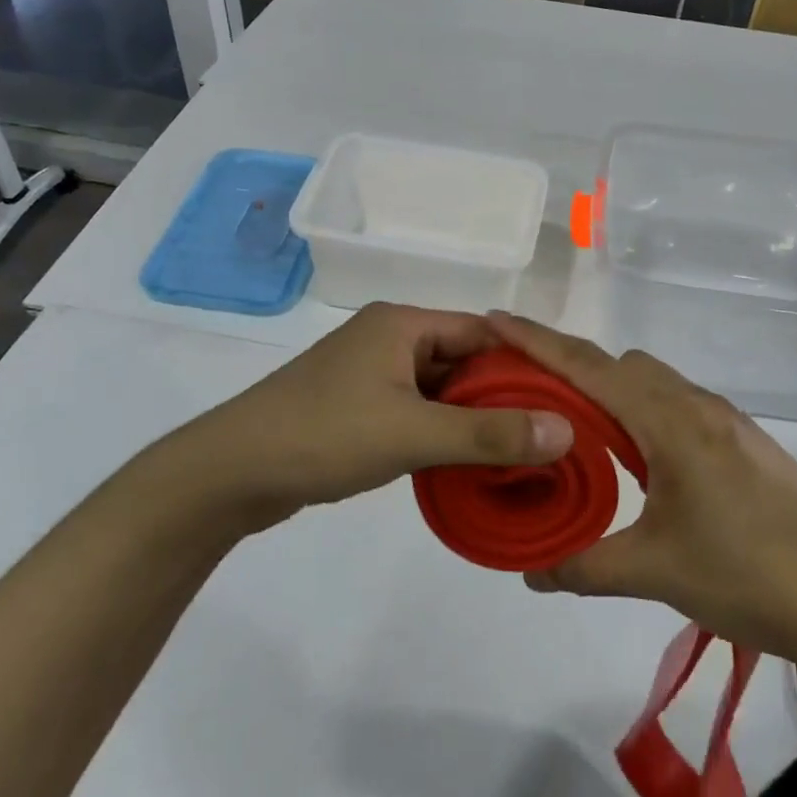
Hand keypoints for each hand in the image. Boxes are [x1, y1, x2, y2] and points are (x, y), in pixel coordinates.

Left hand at [191, 305, 573, 531]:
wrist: (230, 472)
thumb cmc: (324, 435)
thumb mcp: (412, 433)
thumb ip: (489, 434)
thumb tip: (566, 431)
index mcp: (402, 323)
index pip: (482, 332)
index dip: (525, 363)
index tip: (564, 399)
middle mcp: (388, 339)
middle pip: (462, 360)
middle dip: (502, 396)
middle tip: (548, 434)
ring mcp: (369, 374)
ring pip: (439, 390)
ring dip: (471, 418)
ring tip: (518, 453)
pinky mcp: (356, 407)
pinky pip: (415, 411)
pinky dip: (441, 432)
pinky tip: (466, 464)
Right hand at [489, 314, 796, 661]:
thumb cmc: (749, 575)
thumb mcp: (656, 571)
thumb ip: (584, 565)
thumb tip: (530, 573)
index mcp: (670, 421)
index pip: (588, 367)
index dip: (536, 342)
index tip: (494, 319)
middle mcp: (697, 406)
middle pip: (621, 366)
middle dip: (573, 369)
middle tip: (532, 400)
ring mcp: (728, 422)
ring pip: (654, 385)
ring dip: (613, 395)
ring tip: (582, 436)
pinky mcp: (748, 444)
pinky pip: (679, 408)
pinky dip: (645, 416)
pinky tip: (643, 464)